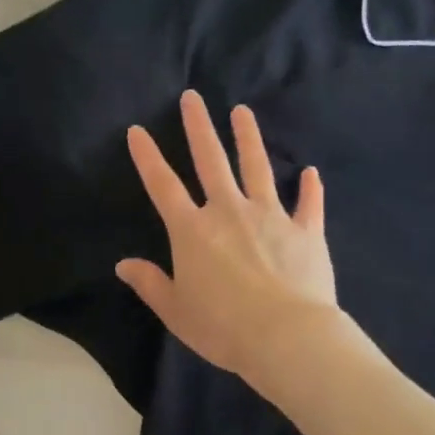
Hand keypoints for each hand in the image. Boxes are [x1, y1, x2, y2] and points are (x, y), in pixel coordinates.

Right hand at [116, 90, 338, 380]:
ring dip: (248, 138)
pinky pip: (309, 205)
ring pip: (257, 167)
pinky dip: (310, 189)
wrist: (286, 338)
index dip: (147, 156)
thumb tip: (123, 264)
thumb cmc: (223, 327)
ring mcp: (271, 216)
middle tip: (193, 97)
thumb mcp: (176, 311)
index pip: (163, 185)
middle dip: (199, 126)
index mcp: (193, 230)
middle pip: (211, 160)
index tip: (137, 130)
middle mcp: (229, 211)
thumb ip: (150, 284)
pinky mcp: (305, 231)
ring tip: (243, 111)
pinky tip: (311, 172)